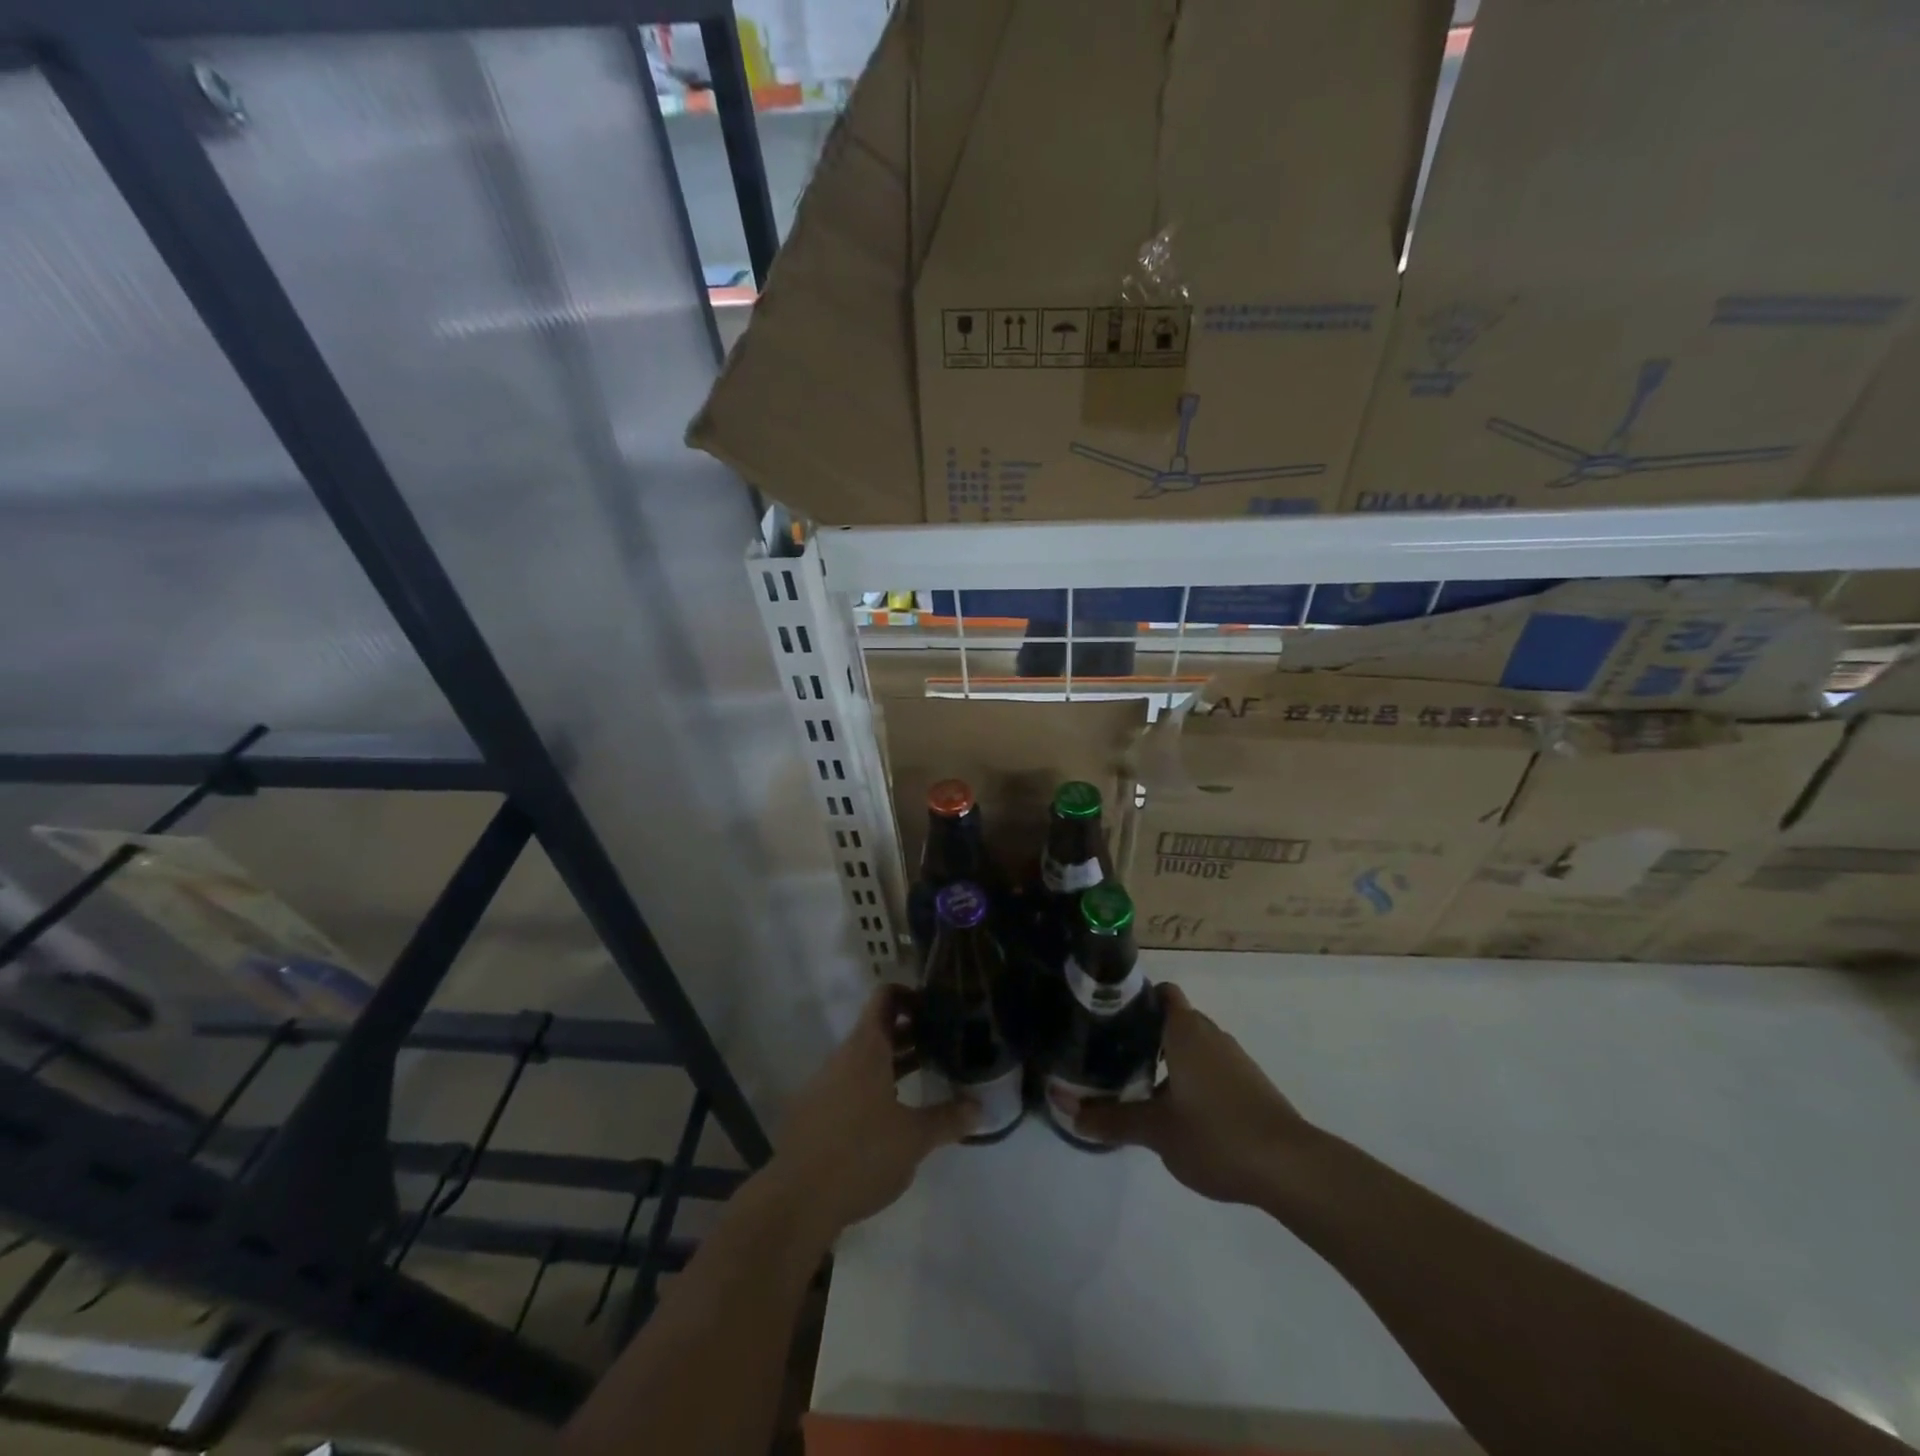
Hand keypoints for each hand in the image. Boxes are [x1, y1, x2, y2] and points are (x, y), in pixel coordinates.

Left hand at [762, 985, 974, 1240]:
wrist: (797, 1201)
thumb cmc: (862, 1155)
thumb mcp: (914, 1139)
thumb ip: (948, 1119)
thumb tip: (980, 1107)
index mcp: (866, 1049)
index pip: (885, 998)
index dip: (910, 995)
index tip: (935, 1009)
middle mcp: (842, 1057)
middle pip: (877, 1029)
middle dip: (910, 1033)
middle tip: (943, 1044)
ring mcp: (824, 1083)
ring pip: (863, 1059)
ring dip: (893, 1062)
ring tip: (925, 1075)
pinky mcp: (813, 1111)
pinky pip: (848, 1084)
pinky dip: (873, 1086)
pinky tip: (891, 1114)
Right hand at [1069, 984, 1311, 1205]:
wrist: (1291, 1168)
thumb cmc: (1216, 1135)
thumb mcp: (1156, 1130)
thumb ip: (1110, 1118)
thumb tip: (1064, 1107)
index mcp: (1186, 1030)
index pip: (1159, 993)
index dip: (1134, 999)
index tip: (1106, 1016)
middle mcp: (1211, 1034)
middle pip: (1172, 1019)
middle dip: (1144, 1033)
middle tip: (1111, 1056)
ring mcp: (1234, 1060)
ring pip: (1192, 1046)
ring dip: (1167, 1059)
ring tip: (1136, 1085)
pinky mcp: (1249, 1086)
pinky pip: (1209, 1067)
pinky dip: (1190, 1078)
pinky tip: (1176, 1111)